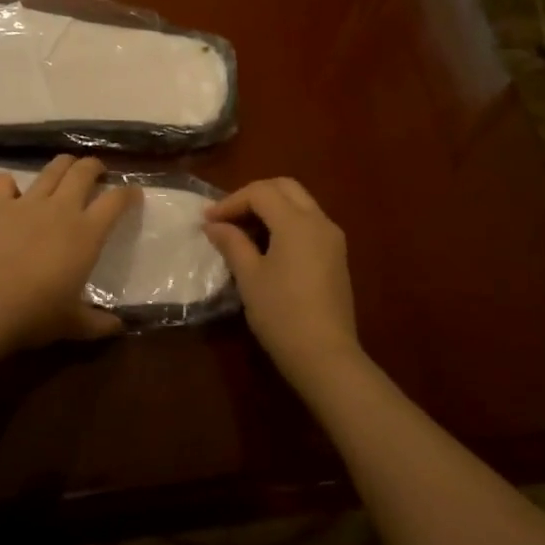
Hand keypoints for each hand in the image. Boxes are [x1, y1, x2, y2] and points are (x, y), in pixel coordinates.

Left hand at [0, 155, 139, 353]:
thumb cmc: (36, 315)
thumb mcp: (74, 325)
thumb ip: (98, 323)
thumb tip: (118, 327)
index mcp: (86, 233)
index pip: (116, 201)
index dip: (128, 193)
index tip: (133, 194)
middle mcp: (60, 209)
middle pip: (83, 172)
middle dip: (94, 167)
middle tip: (97, 173)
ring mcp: (26, 203)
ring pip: (51, 169)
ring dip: (63, 166)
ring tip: (66, 171)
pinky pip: (3, 181)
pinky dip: (9, 183)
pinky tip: (12, 192)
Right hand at [204, 178, 361, 385]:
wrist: (325, 357)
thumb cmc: (281, 314)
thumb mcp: (249, 276)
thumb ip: (232, 243)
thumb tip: (214, 225)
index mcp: (297, 222)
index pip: (260, 193)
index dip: (231, 201)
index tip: (208, 221)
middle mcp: (320, 222)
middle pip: (285, 188)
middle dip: (253, 195)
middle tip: (228, 216)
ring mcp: (332, 239)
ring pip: (300, 204)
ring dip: (271, 207)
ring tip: (243, 230)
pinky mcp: (336, 256)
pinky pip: (309, 223)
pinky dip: (286, 222)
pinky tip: (267, 245)